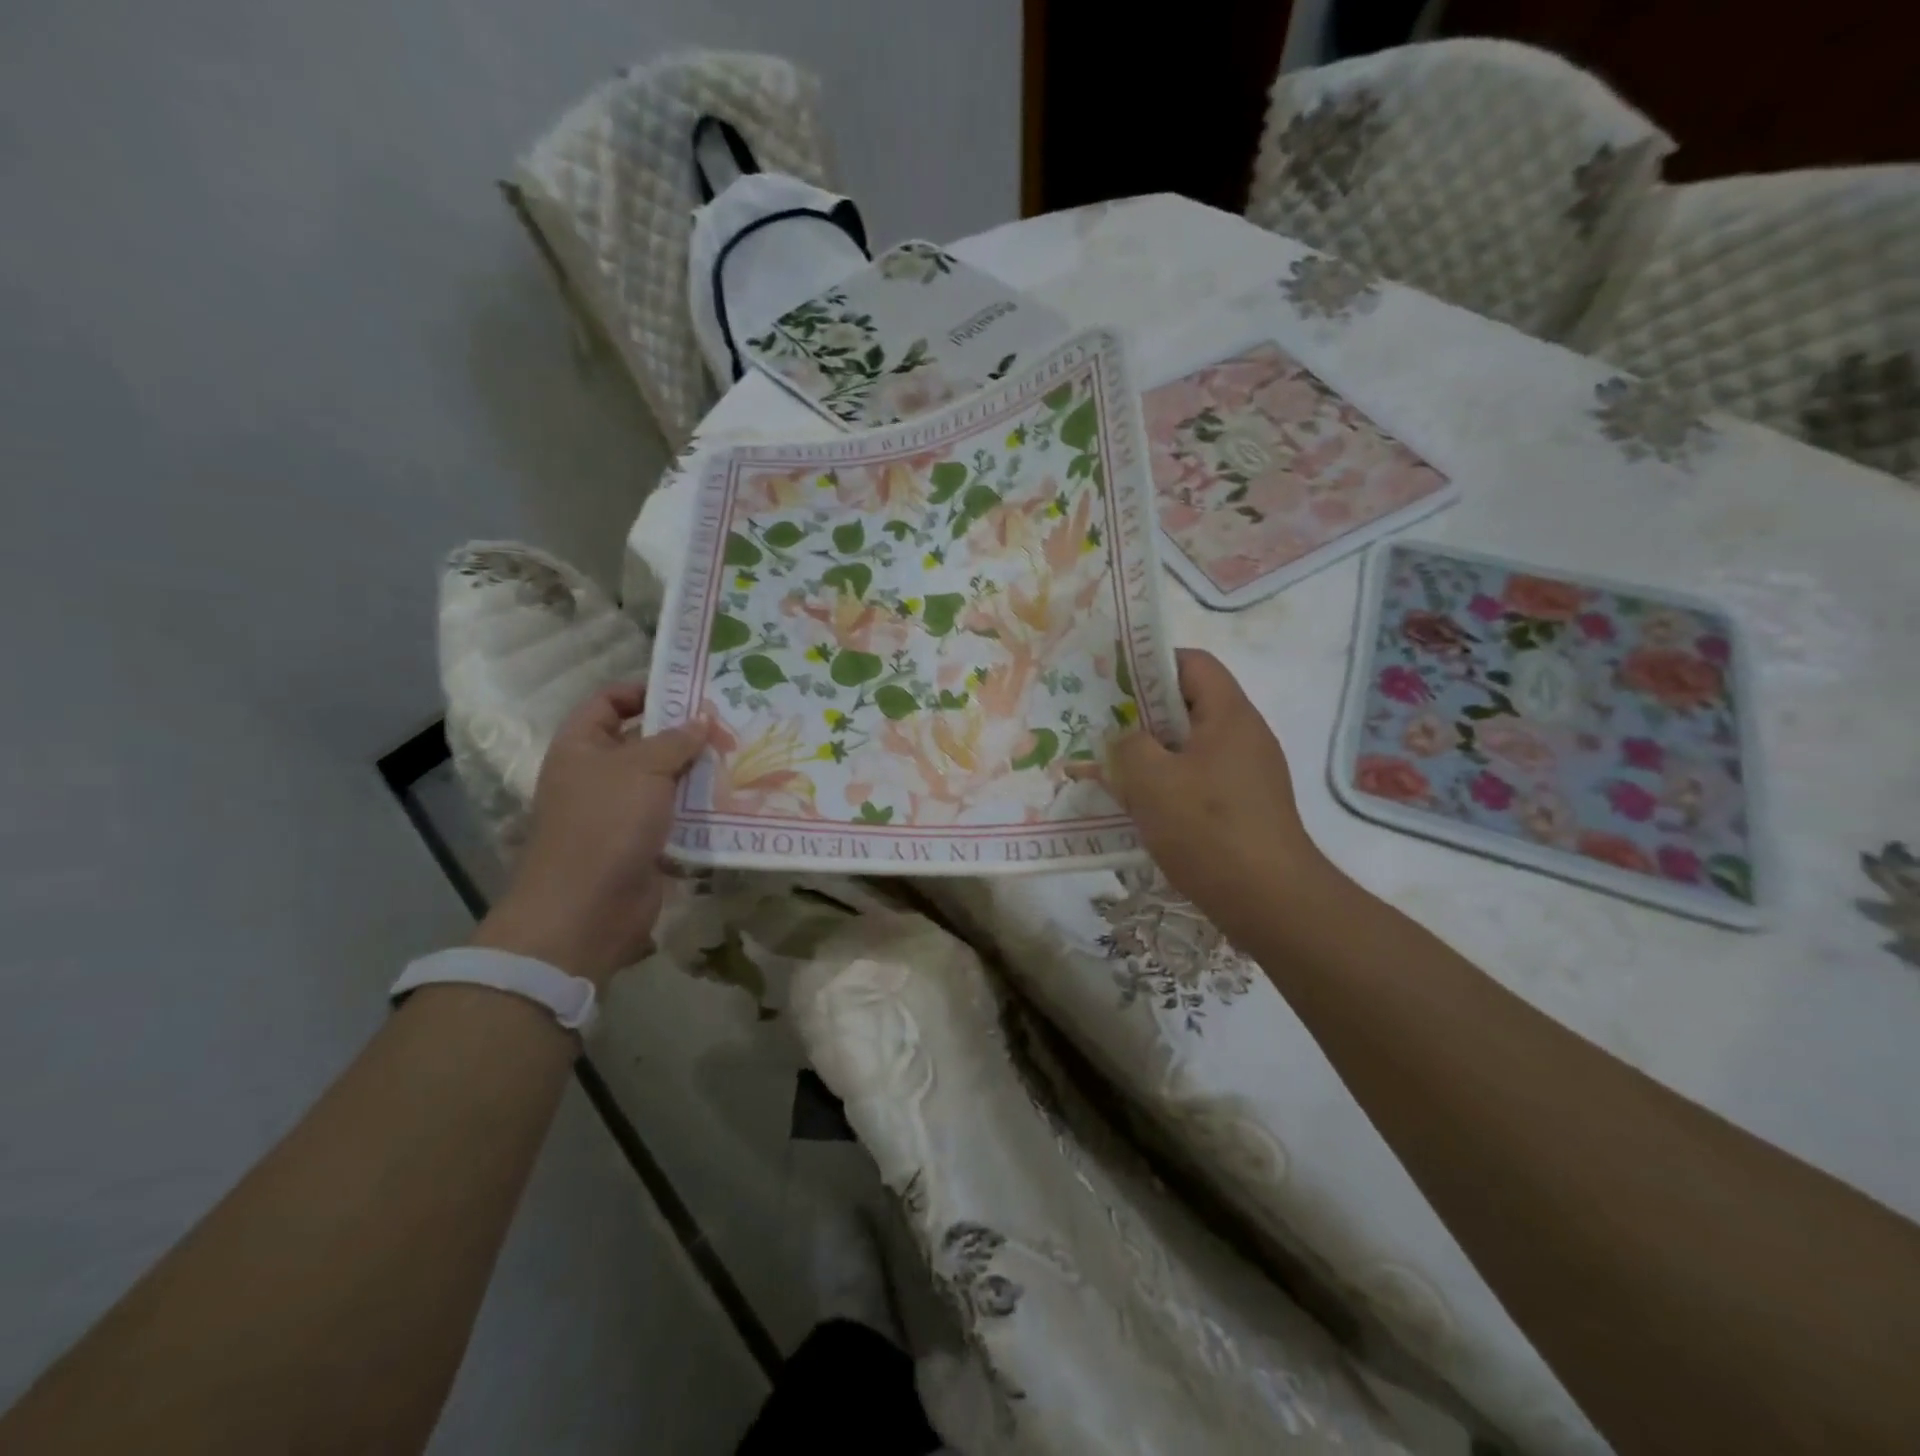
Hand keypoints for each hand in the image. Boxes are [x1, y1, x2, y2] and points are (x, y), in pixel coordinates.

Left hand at [471, 685, 706, 987]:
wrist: (587, 909)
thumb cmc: (606, 823)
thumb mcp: (642, 768)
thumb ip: (676, 740)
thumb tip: (703, 719)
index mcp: (582, 747)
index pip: (609, 702)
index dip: (644, 691)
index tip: (690, 690)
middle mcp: (598, 775)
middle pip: (644, 741)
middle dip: (684, 733)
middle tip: (731, 724)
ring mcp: (621, 812)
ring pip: (666, 781)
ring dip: (699, 773)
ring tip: (743, 757)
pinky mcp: (644, 843)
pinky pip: (676, 816)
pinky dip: (701, 809)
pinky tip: (735, 799)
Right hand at [1111, 649, 1327, 940]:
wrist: (1269, 901)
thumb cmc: (1208, 829)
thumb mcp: (1151, 780)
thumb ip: (1127, 747)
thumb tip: (1124, 740)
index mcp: (1229, 715)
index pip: (1192, 663)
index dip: (1150, 662)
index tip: (1111, 682)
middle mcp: (1244, 736)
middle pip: (1189, 704)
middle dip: (1142, 713)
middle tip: (1101, 727)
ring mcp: (1247, 773)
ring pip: (1189, 746)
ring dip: (1151, 753)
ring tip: (1110, 767)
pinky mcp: (1244, 806)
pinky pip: (1198, 779)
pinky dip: (1167, 783)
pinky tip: (1139, 805)